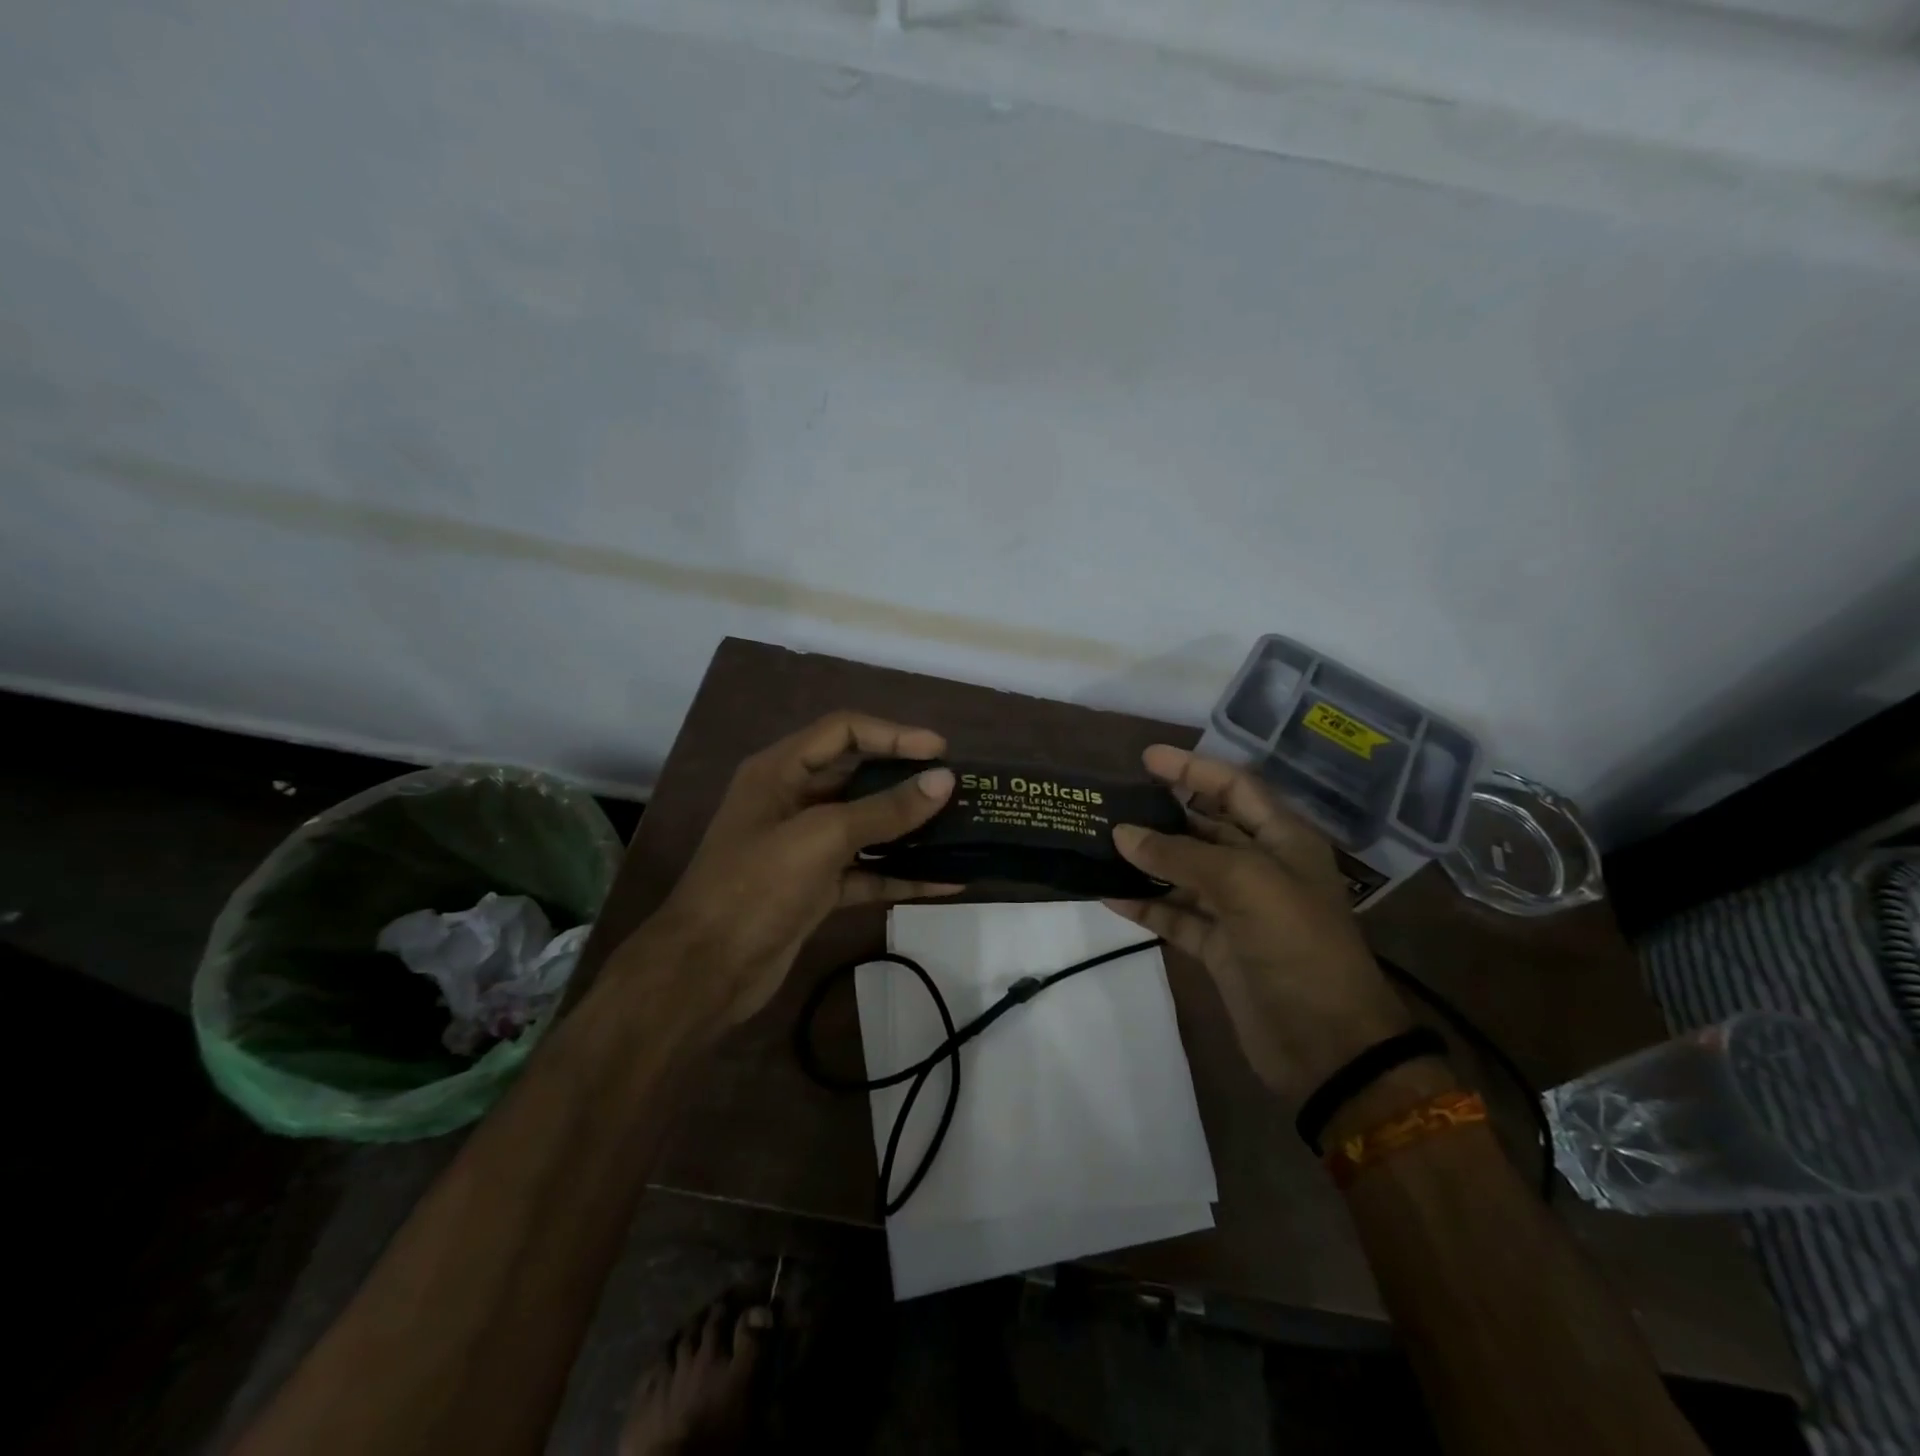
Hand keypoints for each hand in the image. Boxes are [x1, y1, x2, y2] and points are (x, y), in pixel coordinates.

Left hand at [637, 712, 960, 1025]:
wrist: (705, 972)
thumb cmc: (755, 888)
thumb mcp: (821, 838)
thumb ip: (884, 809)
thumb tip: (943, 781)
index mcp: (780, 771)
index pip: (844, 732)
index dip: (893, 734)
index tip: (940, 750)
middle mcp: (792, 800)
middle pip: (857, 776)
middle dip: (905, 780)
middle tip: (955, 787)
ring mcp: (804, 846)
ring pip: (866, 826)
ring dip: (908, 828)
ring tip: (959, 827)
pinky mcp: (816, 887)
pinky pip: (866, 870)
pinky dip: (900, 874)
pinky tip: (944, 881)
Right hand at [1105, 745, 1413, 1102]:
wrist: (1327, 1044)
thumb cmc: (1296, 945)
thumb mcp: (1243, 883)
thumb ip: (1179, 854)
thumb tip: (1122, 833)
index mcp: (1282, 840)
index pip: (1234, 787)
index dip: (1193, 768)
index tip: (1146, 758)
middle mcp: (1261, 867)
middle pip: (1206, 826)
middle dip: (1164, 812)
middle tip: (1114, 800)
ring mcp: (1238, 909)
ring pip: (1185, 871)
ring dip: (1147, 858)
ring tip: (1100, 842)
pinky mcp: (1219, 947)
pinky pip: (1175, 915)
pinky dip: (1145, 904)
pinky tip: (1108, 894)